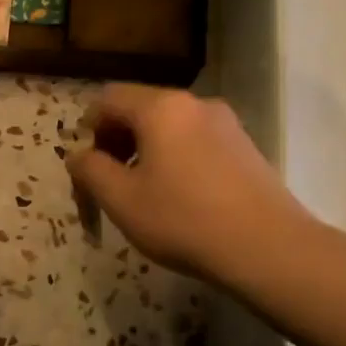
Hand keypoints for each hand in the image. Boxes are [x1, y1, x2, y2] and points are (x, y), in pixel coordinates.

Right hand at [66, 86, 310, 286]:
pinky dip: (175, 158)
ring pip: (170, 126)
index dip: (88, 127)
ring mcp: (226, 123)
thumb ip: (91, 170)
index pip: (109, 99)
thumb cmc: (183, 220)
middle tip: (109, 180)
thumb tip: (78, 155)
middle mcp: (195, 103)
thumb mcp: (121, 200)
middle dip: (117, 140)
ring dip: (146, 151)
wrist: (268, 247)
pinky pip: (196, 141)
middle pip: (141, 108)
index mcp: (161, 108)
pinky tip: (179, 197)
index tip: (86, 164)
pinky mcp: (245, 146)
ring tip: (143, 192)